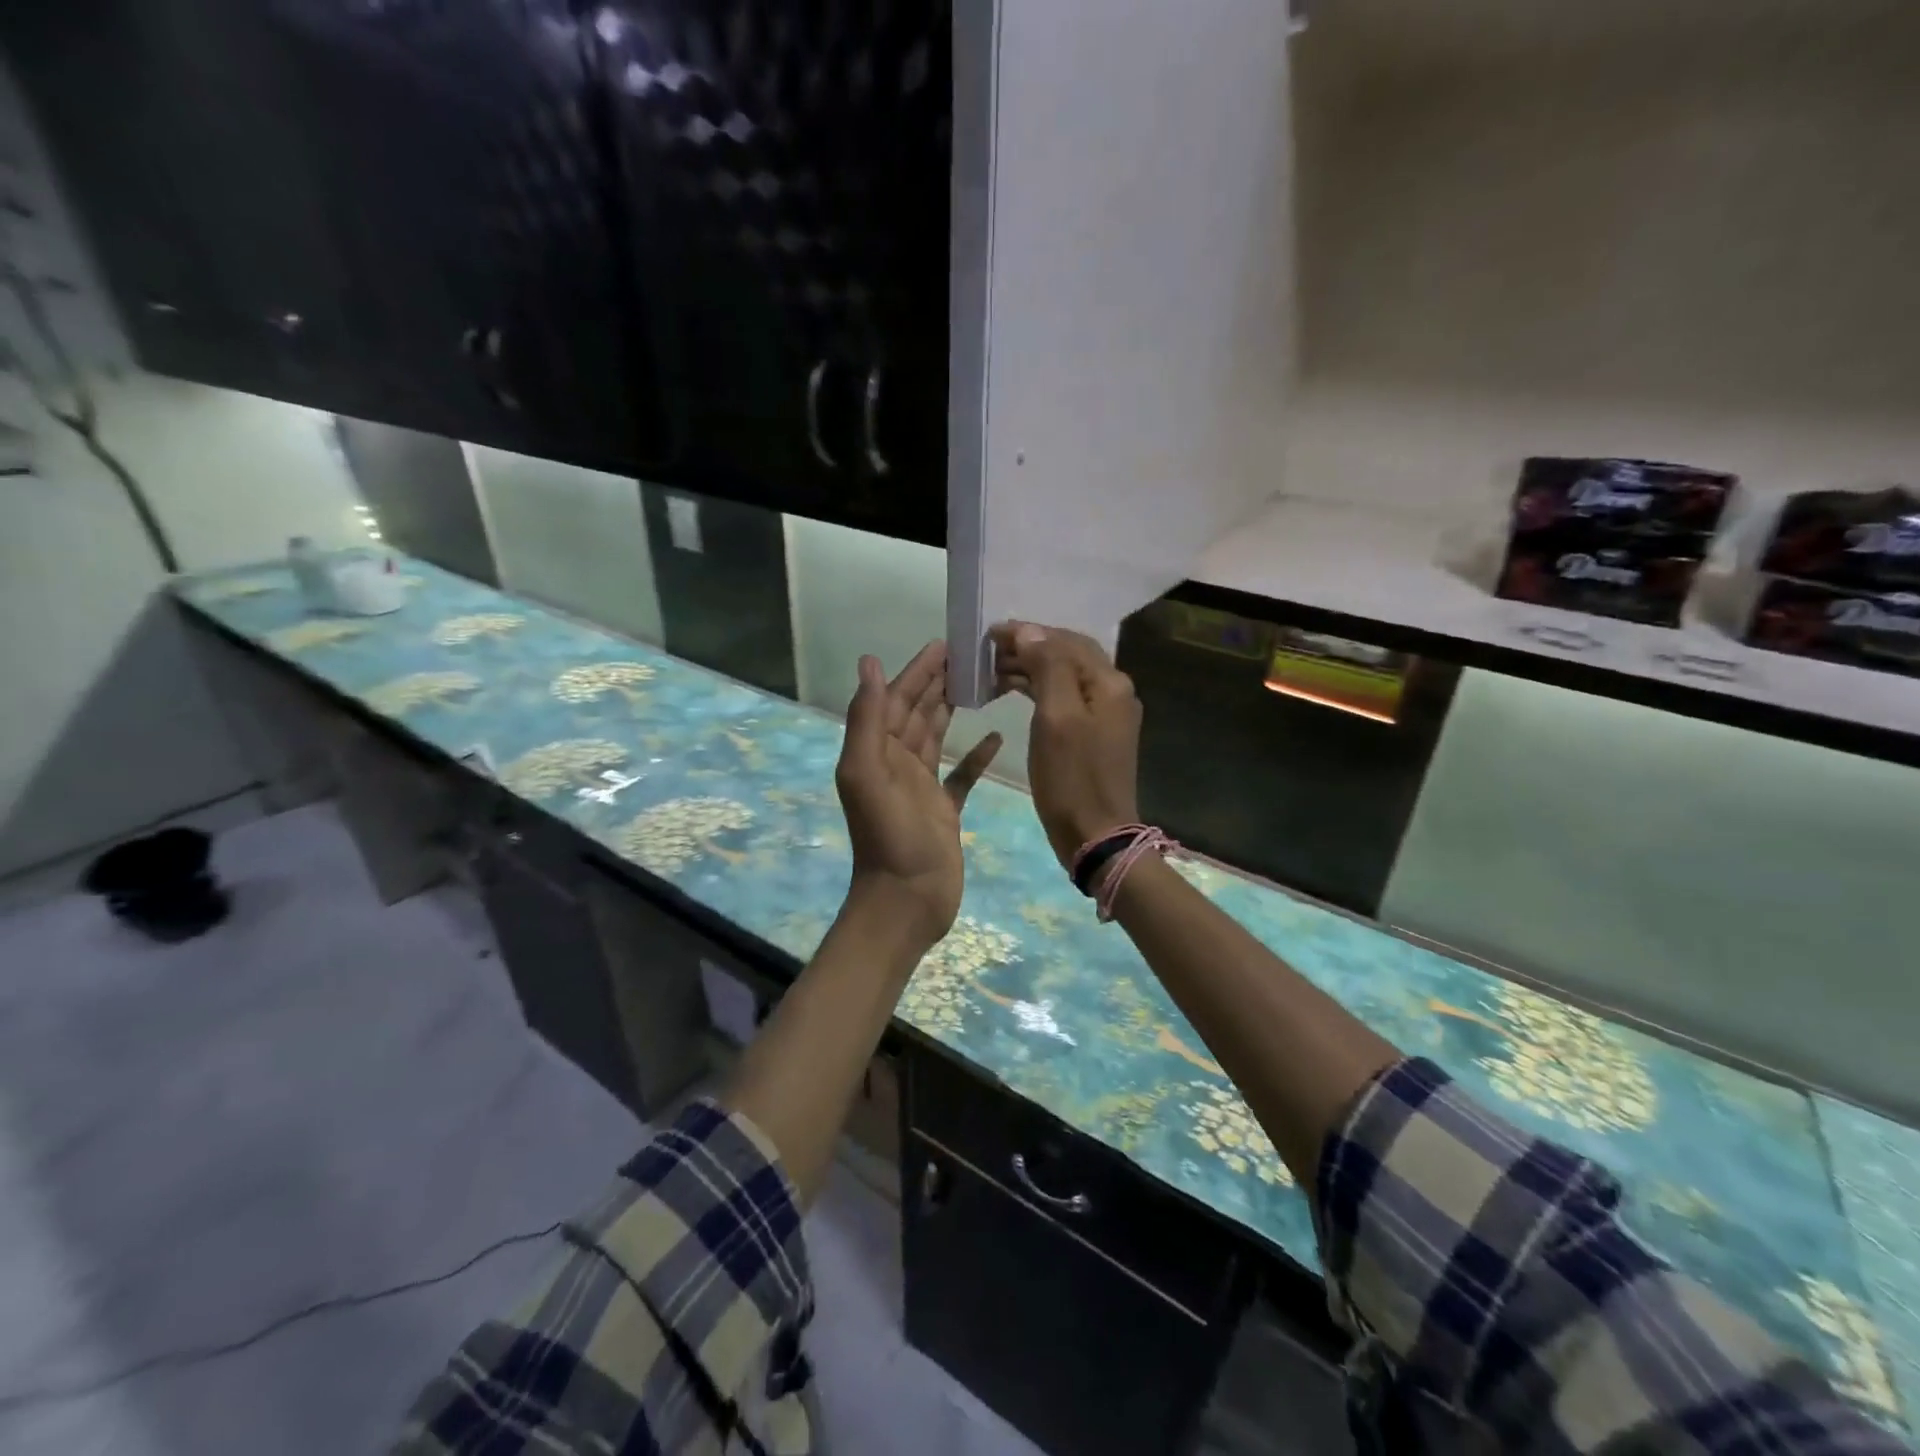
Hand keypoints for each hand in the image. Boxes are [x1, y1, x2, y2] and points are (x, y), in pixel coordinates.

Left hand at [836, 642, 1002, 949]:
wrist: (907, 901)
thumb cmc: (891, 837)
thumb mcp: (869, 773)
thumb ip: (867, 719)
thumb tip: (869, 663)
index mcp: (875, 752)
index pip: (895, 699)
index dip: (917, 670)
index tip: (945, 644)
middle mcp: (895, 763)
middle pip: (917, 712)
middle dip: (938, 682)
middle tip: (972, 656)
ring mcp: (920, 787)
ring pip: (936, 736)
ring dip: (953, 709)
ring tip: (982, 685)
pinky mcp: (943, 809)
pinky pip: (960, 774)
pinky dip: (976, 756)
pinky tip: (997, 737)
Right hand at [989, 623, 1141, 870]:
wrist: (1096, 835)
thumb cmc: (1072, 778)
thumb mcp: (1056, 718)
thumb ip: (1047, 668)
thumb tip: (1029, 632)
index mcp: (1108, 682)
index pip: (1064, 640)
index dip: (1027, 633)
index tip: (989, 634)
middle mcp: (1113, 690)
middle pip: (1067, 654)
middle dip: (1028, 646)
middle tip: (987, 651)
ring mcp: (1106, 712)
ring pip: (1064, 675)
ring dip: (1030, 667)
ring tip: (992, 670)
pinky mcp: (1095, 732)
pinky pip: (1064, 696)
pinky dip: (1038, 689)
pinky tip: (1013, 690)